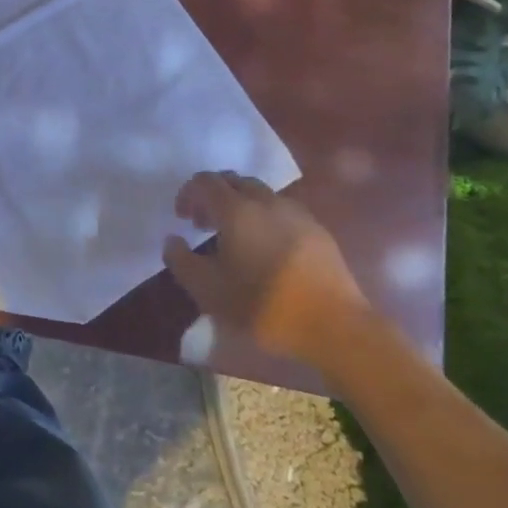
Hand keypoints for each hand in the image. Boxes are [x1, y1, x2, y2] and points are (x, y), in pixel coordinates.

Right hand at [163, 173, 368, 371]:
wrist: (334, 326)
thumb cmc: (263, 307)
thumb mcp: (208, 291)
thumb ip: (181, 261)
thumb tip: (173, 240)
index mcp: (237, 210)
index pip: (205, 182)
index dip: (188, 194)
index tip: (183, 218)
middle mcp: (266, 201)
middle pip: (233, 181)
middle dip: (213, 195)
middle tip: (204, 223)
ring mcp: (296, 213)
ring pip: (260, 193)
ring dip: (240, 205)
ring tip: (235, 236)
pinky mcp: (318, 230)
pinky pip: (282, 210)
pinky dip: (264, 217)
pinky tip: (265, 248)